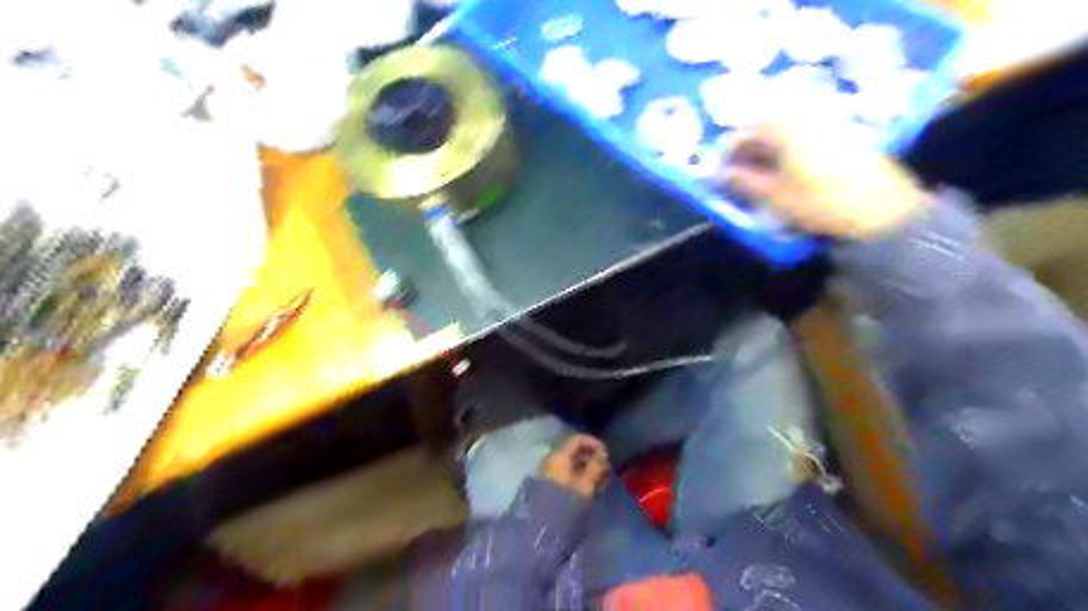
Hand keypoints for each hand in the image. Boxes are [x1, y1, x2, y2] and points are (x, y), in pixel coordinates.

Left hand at [544, 433, 609, 497]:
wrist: (543, 530)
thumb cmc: (567, 503)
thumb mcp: (586, 484)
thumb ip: (596, 466)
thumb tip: (603, 453)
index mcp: (558, 456)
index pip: (577, 439)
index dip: (594, 443)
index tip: (607, 454)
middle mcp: (550, 460)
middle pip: (573, 451)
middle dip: (591, 458)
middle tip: (606, 470)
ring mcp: (548, 472)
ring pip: (570, 463)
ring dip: (586, 469)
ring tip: (600, 482)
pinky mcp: (548, 485)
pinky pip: (565, 474)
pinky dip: (578, 477)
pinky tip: (588, 489)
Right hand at [722, 113, 929, 237]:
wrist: (881, 209)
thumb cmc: (820, 202)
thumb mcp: (774, 196)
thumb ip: (742, 182)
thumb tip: (717, 175)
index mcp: (784, 126)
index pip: (743, 131)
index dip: (727, 153)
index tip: (720, 174)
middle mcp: (804, 113)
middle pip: (763, 124)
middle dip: (746, 149)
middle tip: (738, 175)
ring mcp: (826, 119)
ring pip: (783, 128)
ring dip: (766, 148)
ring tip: (759, 175)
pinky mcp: (841, 130)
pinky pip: (802, 131)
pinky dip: (786, 148)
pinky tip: (785, 170)